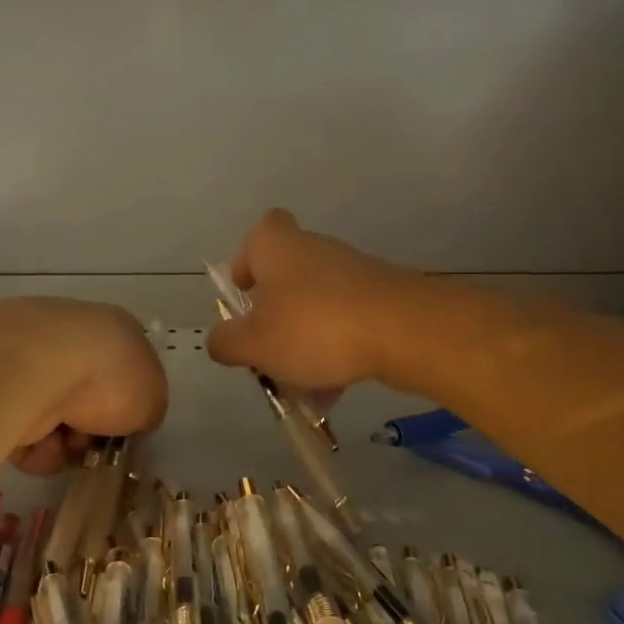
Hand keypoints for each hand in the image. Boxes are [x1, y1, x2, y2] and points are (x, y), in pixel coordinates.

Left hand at [0, 298, 169, 473]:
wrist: (36, 369)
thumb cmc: (108, 377)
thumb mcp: (152, 398)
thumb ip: (146, 410)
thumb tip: (130, 419)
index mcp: (113, 329)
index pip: (125, 370)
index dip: (127, 406)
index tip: (125, 432)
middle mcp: (71, 338)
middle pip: (87, 400)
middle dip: (91, 431)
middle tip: (93, 445)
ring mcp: (30, 360)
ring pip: (54, 419)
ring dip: (62, 444)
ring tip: (61, 445)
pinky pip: (21, 429)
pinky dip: (32, 446)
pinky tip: (38, 444)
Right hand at [207, 209, 419, 391]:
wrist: (404, 331)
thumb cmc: (314, 328)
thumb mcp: (255, 343)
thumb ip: (227, 342)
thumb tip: (218, 341)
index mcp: (278, 248)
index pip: (261, 232)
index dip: (248, 259)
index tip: (246, 292)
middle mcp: (316, 251)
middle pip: (288, 276)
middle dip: (275, 315)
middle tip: (266, 350)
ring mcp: (354, 273)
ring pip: (317, 307)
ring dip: (305, 342)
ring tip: (301, 388)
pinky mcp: (383, 298)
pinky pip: (347, 324)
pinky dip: (337, 352)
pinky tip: (334, 392)